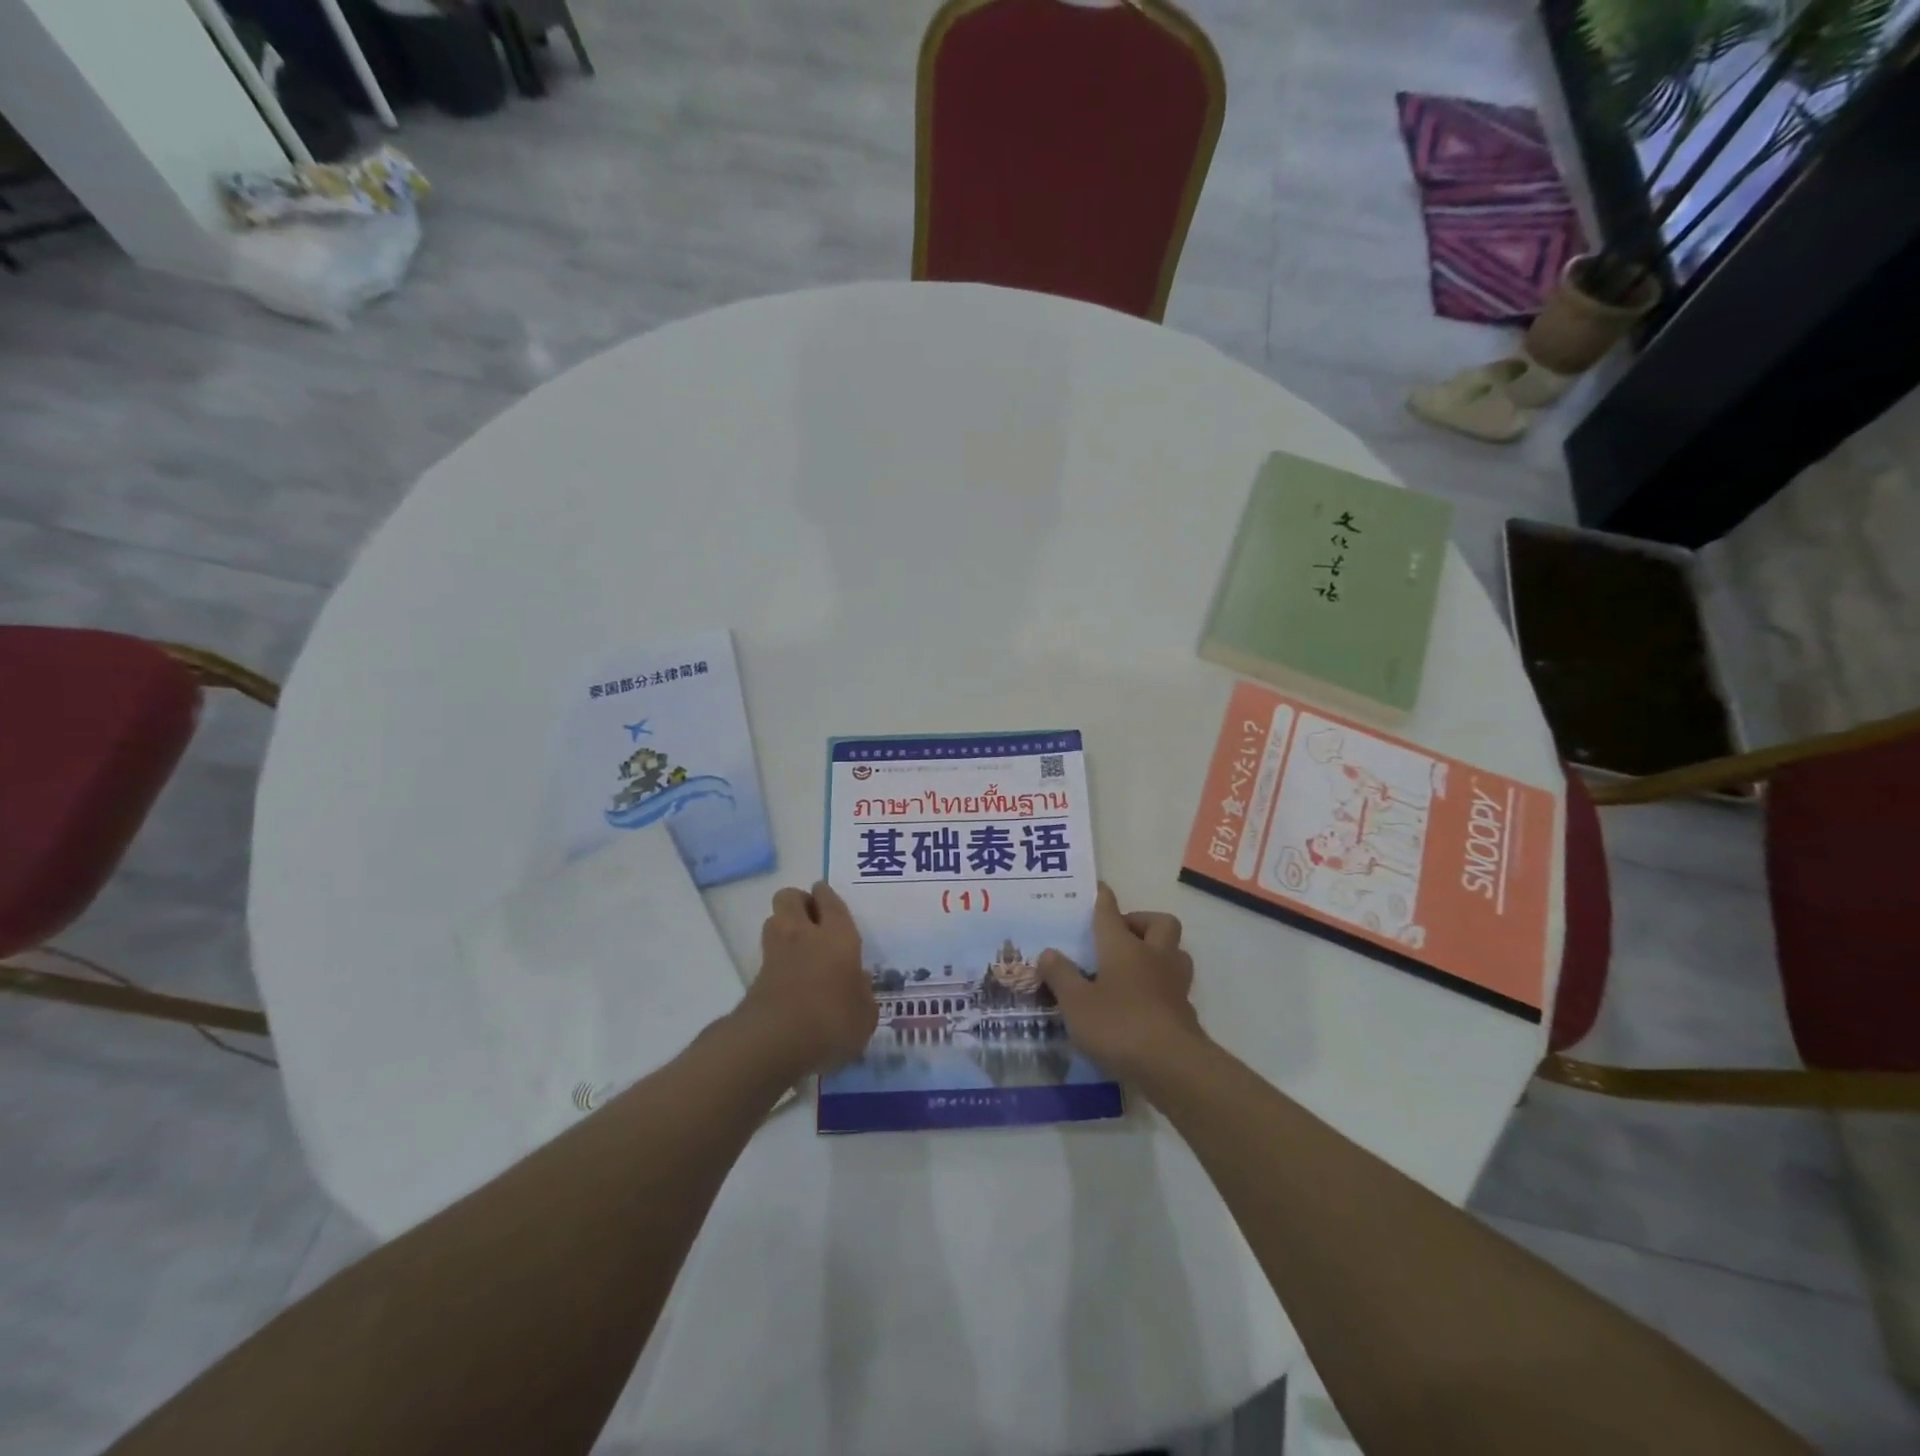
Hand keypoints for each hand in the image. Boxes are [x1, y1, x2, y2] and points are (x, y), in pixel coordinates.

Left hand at [737, 881, 876, 1078]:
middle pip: (790, 897)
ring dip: (784, 925)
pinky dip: (777, 957)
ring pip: (774, 919)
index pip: (829, 900)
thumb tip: (859, 983)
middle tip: (813, 918)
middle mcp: (805, 934)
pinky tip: (790, 975)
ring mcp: (776, 953)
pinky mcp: (756, 976)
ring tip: (800, 944)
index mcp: (838, 936)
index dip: (826, 895)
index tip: (825, 895)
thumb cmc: (832, 1020)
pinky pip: (768, 953)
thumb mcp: (864, 1016)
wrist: (775, 1040)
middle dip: (799, 901)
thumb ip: (863, 995)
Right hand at [1037, 882, 1202, 1081]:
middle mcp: (1153, 956)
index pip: (1110, 912)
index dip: (1103, 898)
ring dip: (1159, 951)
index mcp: (1123, 947)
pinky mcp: (1185, 1010)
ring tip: (1136, 965)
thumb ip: (1061, 976)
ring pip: (1175, 952)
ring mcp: (1174, 983)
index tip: (1099, 888)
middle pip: (1159, 923)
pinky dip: (1161, 986)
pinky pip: (1175, 985)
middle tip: (1120, 935)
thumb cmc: (1118, 1025)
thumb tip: (1048, 952)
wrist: (1172, 1066)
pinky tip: (1144, 1002)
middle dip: (1141, 921)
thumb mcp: (1076, 1003)